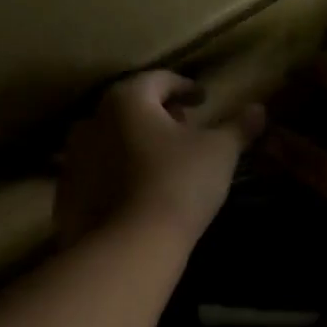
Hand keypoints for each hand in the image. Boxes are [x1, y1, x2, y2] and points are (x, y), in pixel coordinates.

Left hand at [56, 71, 265, 246]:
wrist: (128, 246)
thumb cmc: (178, 184)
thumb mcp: (219, 152)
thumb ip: (239, 127)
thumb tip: (259, 109)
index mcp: (127, 99)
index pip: (159, 80)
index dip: (184, 87)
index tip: (202, 100)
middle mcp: (92, 120)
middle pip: (130, 107)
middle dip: (158, 114)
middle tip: (184, 129)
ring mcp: (74, 158)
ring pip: (111, 139)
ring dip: (135, 143)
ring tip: (161, 161)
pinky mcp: (67, 193)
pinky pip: (97, 173)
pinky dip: (117, 173)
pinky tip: (137, 191)